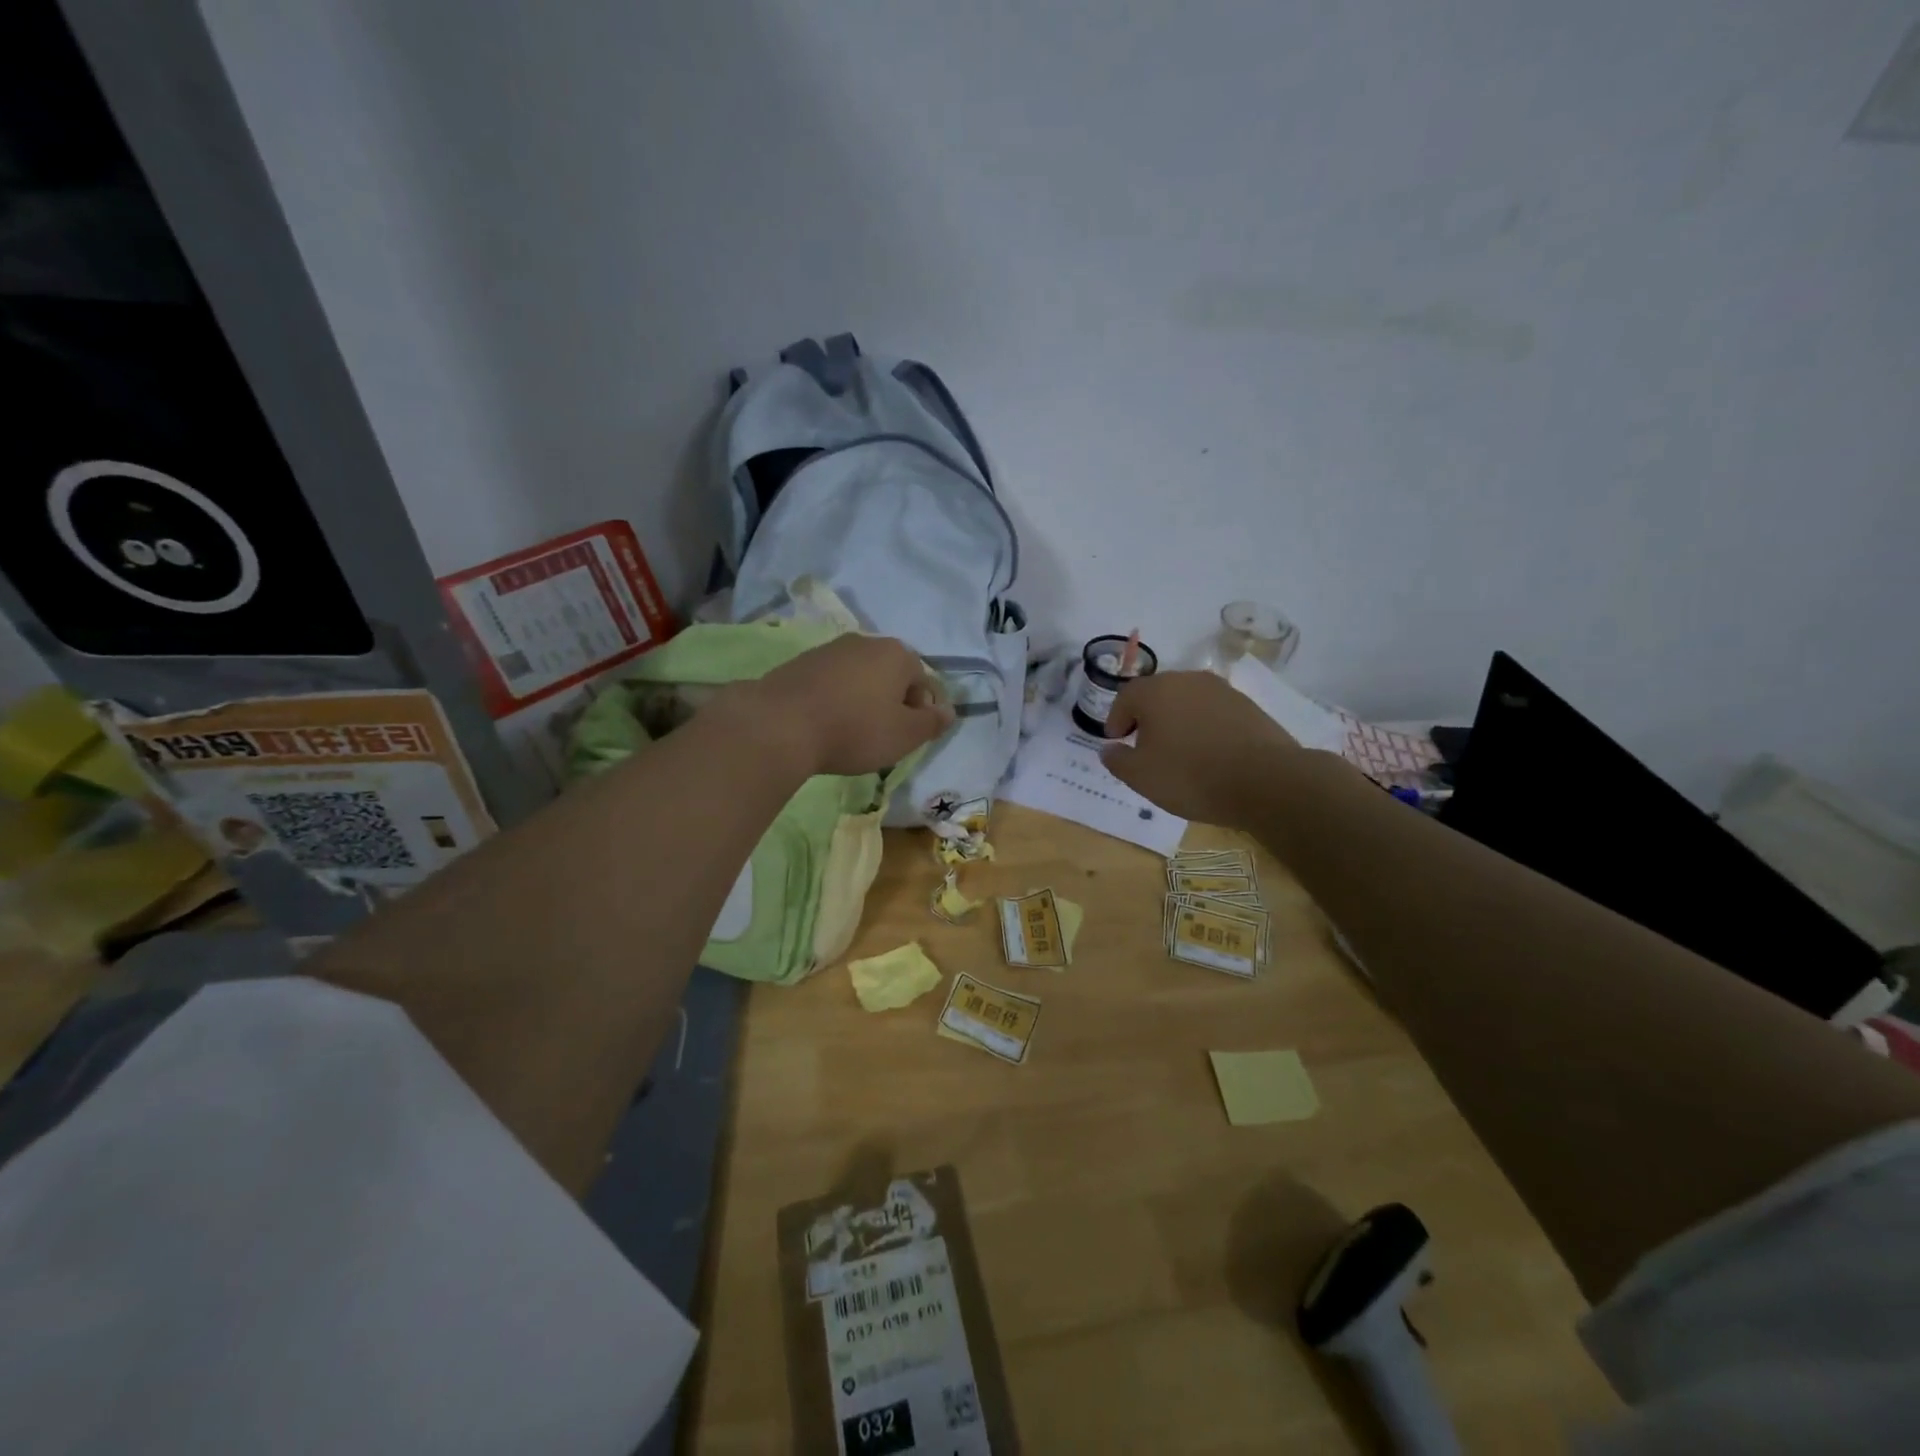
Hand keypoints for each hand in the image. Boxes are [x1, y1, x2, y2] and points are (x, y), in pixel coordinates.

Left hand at [736, 634, 954, 776]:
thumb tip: (948, 711)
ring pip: (860, 678)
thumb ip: (932, 723)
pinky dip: (836, 700)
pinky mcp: (801, 663)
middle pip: (892, 676)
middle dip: (892, 704)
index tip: (908, 739)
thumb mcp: (905, 735)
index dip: (922, 713)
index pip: (925, 682)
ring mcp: (830, 649)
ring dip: (863, 701)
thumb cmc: (854, 729)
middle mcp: (866, 642)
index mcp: (898, 654)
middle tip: (883, 737)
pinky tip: (826, 724)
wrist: (780, 724)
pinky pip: (832, 683)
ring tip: (852, 733)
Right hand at [1100, 671, 1303, 826]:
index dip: (1116, 719)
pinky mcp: (1248, 706)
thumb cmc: (1190, 775)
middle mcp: (1188, 680)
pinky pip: (1213, 713)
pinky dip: (1203, 727)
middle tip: (1143, 745)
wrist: (1265, 781)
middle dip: (1146, 717)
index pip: (1126, 697)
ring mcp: (1222, 690)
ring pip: (1187, 701)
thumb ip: (1117, 760)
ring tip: (1177, 751)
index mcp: (1156, 691)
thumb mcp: (1141, 776)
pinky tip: (1207, 753)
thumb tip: (1109, 748)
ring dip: (1176, 721)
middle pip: (1157, 694)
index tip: (1116, 741)